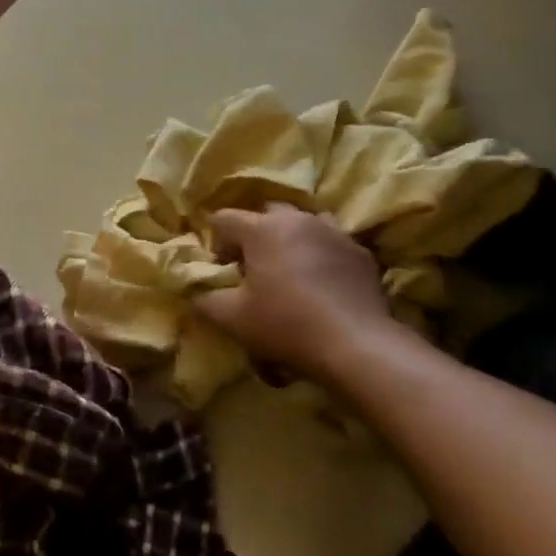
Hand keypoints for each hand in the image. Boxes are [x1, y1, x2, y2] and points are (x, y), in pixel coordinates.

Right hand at [195, 203, 403, 384]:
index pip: (223, 218)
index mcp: (261, 229)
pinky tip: (322, 282)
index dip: (216, 241)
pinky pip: (332, 242)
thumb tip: (195, 293)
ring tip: (289, 269)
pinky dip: (321, 254)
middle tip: (253, 267)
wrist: (355, 343)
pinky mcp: (360, 251)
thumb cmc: (284, 324)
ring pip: (303, 223)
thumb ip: (205, 300)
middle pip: (266, 213)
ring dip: (290, 239)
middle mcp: (297, 219)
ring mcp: (333, 231)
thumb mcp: (232, 318)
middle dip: (254, 234)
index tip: (221, 269)